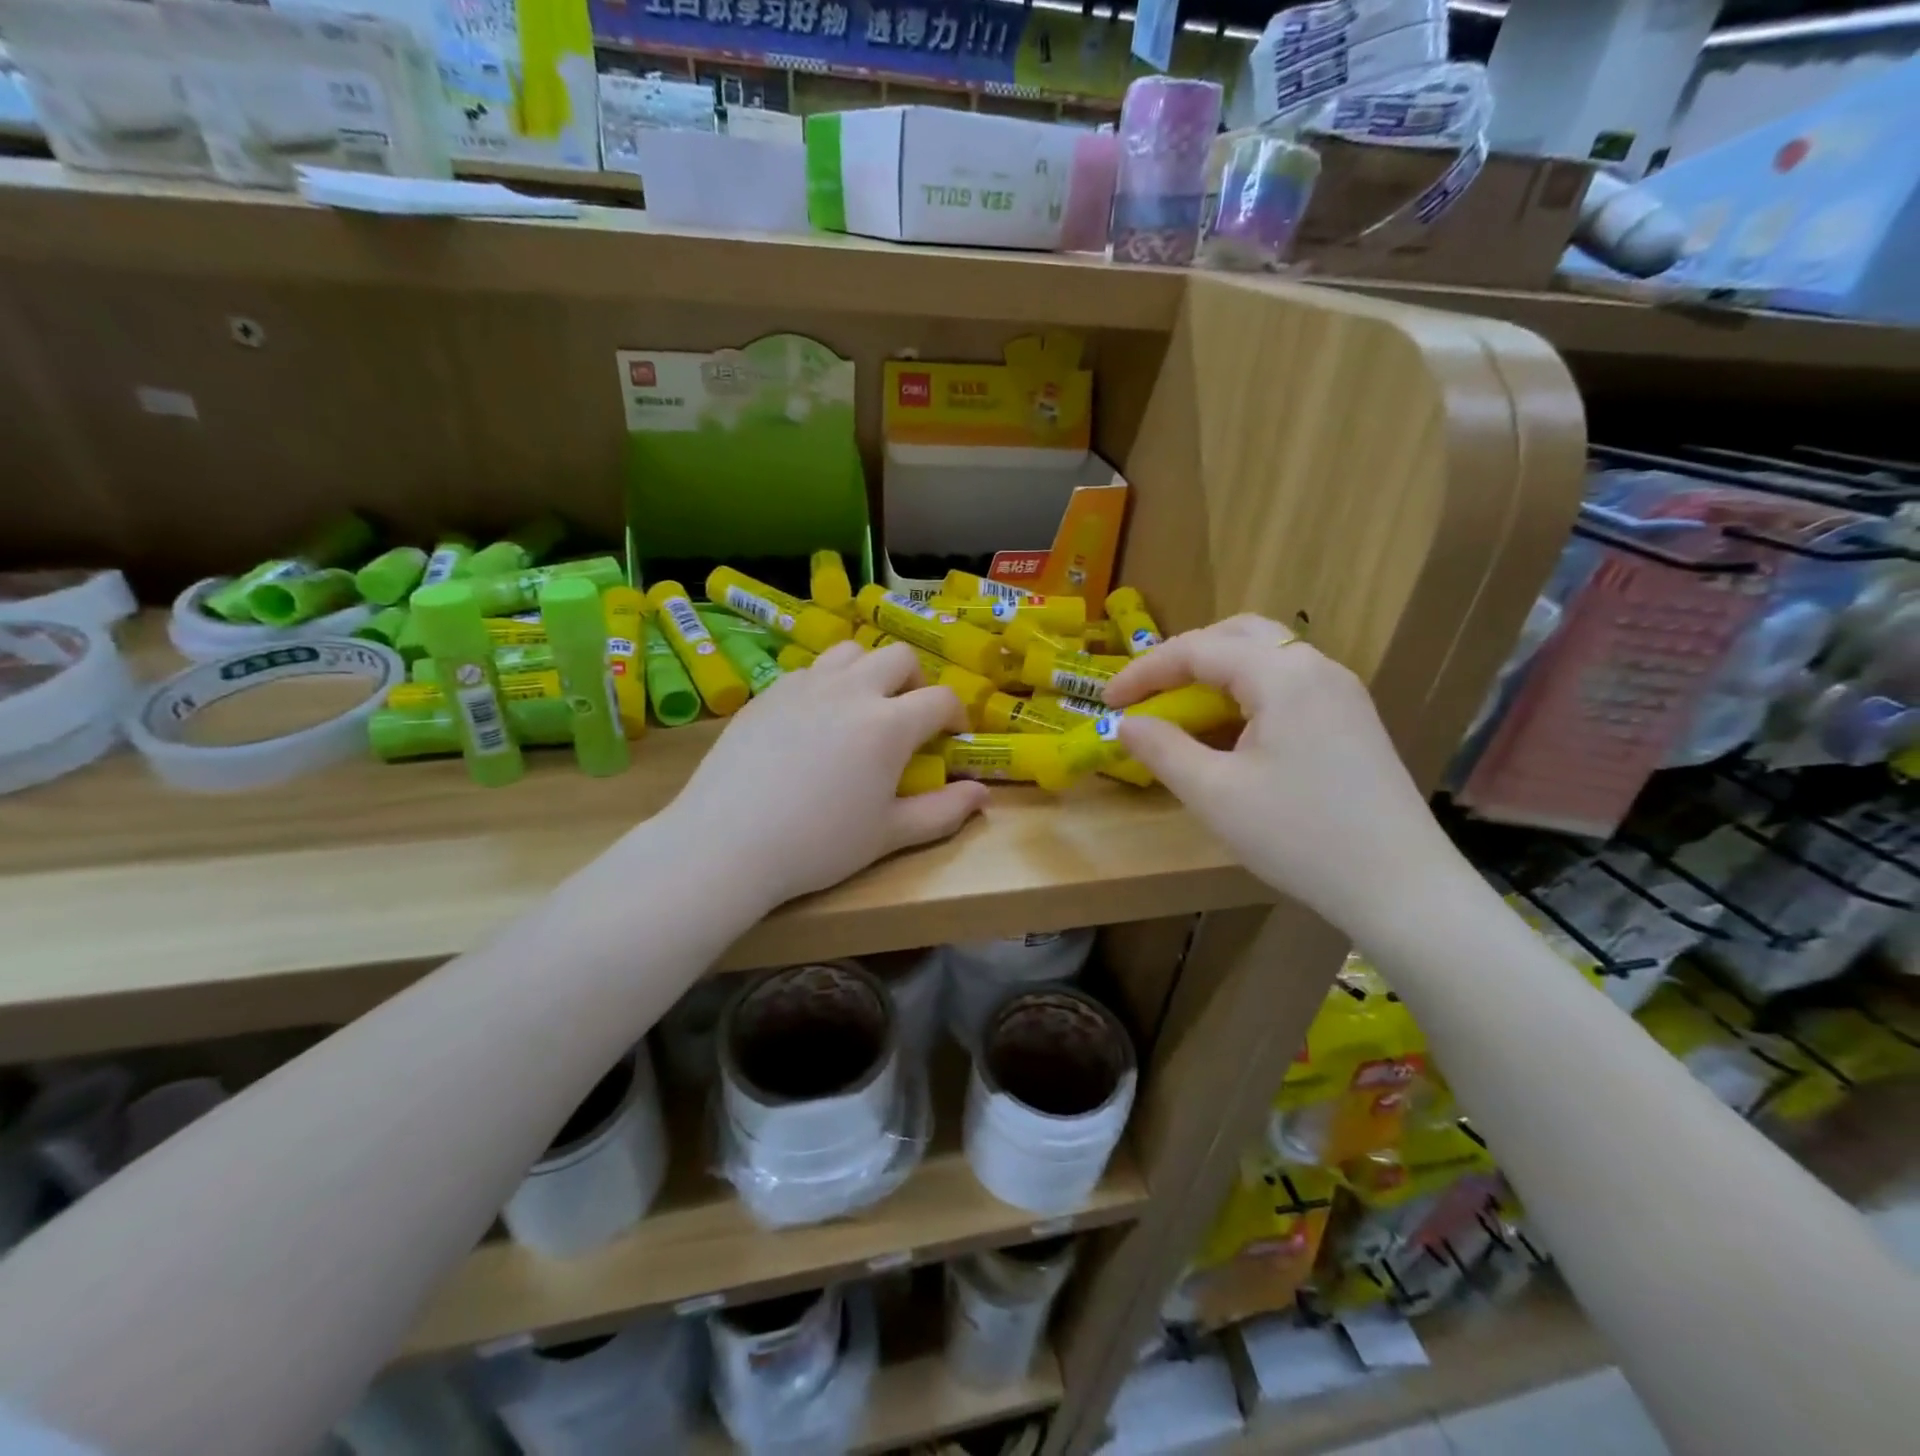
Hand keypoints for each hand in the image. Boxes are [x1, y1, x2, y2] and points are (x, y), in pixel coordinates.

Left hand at [661, 642, 988, 910]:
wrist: (728, 842)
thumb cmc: (818, 844)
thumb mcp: (889, 835)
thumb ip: (943, 811)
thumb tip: (982, 794)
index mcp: (889, 723)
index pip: (941, 697)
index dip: (956, 715)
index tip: (952, 739)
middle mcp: (851, 690)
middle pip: (899, 657)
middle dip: (916, 681)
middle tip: (908, 717)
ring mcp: (804, 685)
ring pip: (851, 651)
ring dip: (870, 671)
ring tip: (863, 707)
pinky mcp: (767, 692)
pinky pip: (808, 670)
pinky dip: (826, 683)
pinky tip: (814, 720)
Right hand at [1105, 616, 1455, 934]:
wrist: (1400, 886)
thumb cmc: (1299, 836)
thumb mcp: (1214, 794)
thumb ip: (1163, 749)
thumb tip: (1126, 723)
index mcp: (1283, 675)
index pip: (1198, 650)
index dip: (1145, 671)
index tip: (1108, 702)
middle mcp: (1316, 667)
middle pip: (1237, 635)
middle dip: (1183, 658)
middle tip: (1149, 693)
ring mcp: (1341, 692)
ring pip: (1267, 656)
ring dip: (1217, 673)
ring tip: (1184, 711)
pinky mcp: (1352, 718)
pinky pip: (1289, 683)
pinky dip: (1247, 692)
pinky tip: (1233, 732)